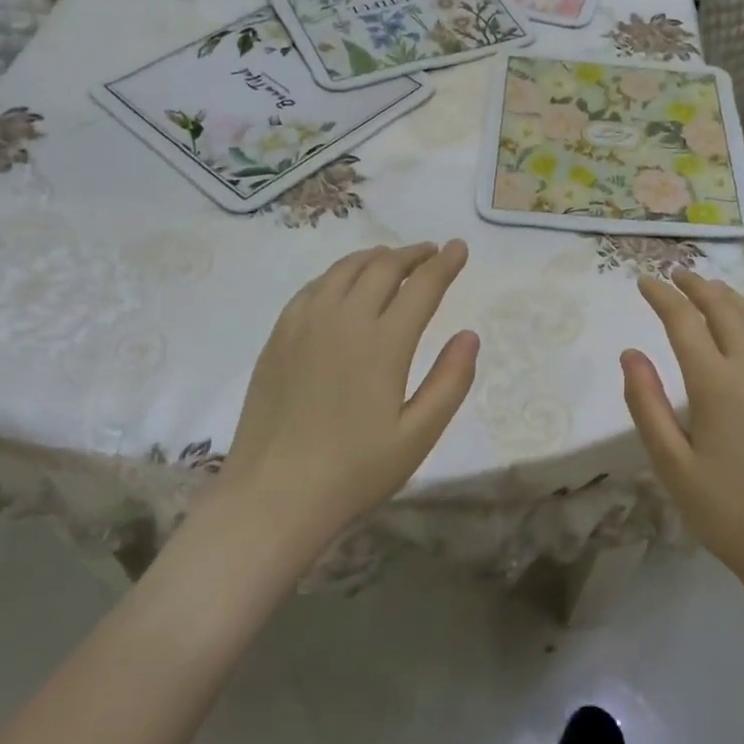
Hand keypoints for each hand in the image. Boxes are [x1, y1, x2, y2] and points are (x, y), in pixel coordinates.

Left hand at [224, 242, 478, 547]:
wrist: (273, 496)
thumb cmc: (354, 472)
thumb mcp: (417, 436)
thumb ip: (450, 382)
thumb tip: (469, 335)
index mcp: (384, 343)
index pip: (422, 286)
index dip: (445, 263)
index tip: (459, 247)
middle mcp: (344, 319)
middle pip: (383, 267)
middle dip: (413, 254)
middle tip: (431, 253)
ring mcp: (305, 323)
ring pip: (345, 269)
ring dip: (375, 257)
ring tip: (392, 260)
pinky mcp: (279, 335)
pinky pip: (314, 287)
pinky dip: (339, 274)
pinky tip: (343, 285)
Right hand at [621, 270, 743, 593]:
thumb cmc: (725, 509)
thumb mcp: (671, 463)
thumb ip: (646, 404)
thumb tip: (631, 353)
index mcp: (716, 383)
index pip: (685, 321)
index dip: (662, 296)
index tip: (643, 281)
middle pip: (724, 309)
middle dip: (697, 286)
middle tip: (675, 275)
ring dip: (728, 297)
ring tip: (708, 288)